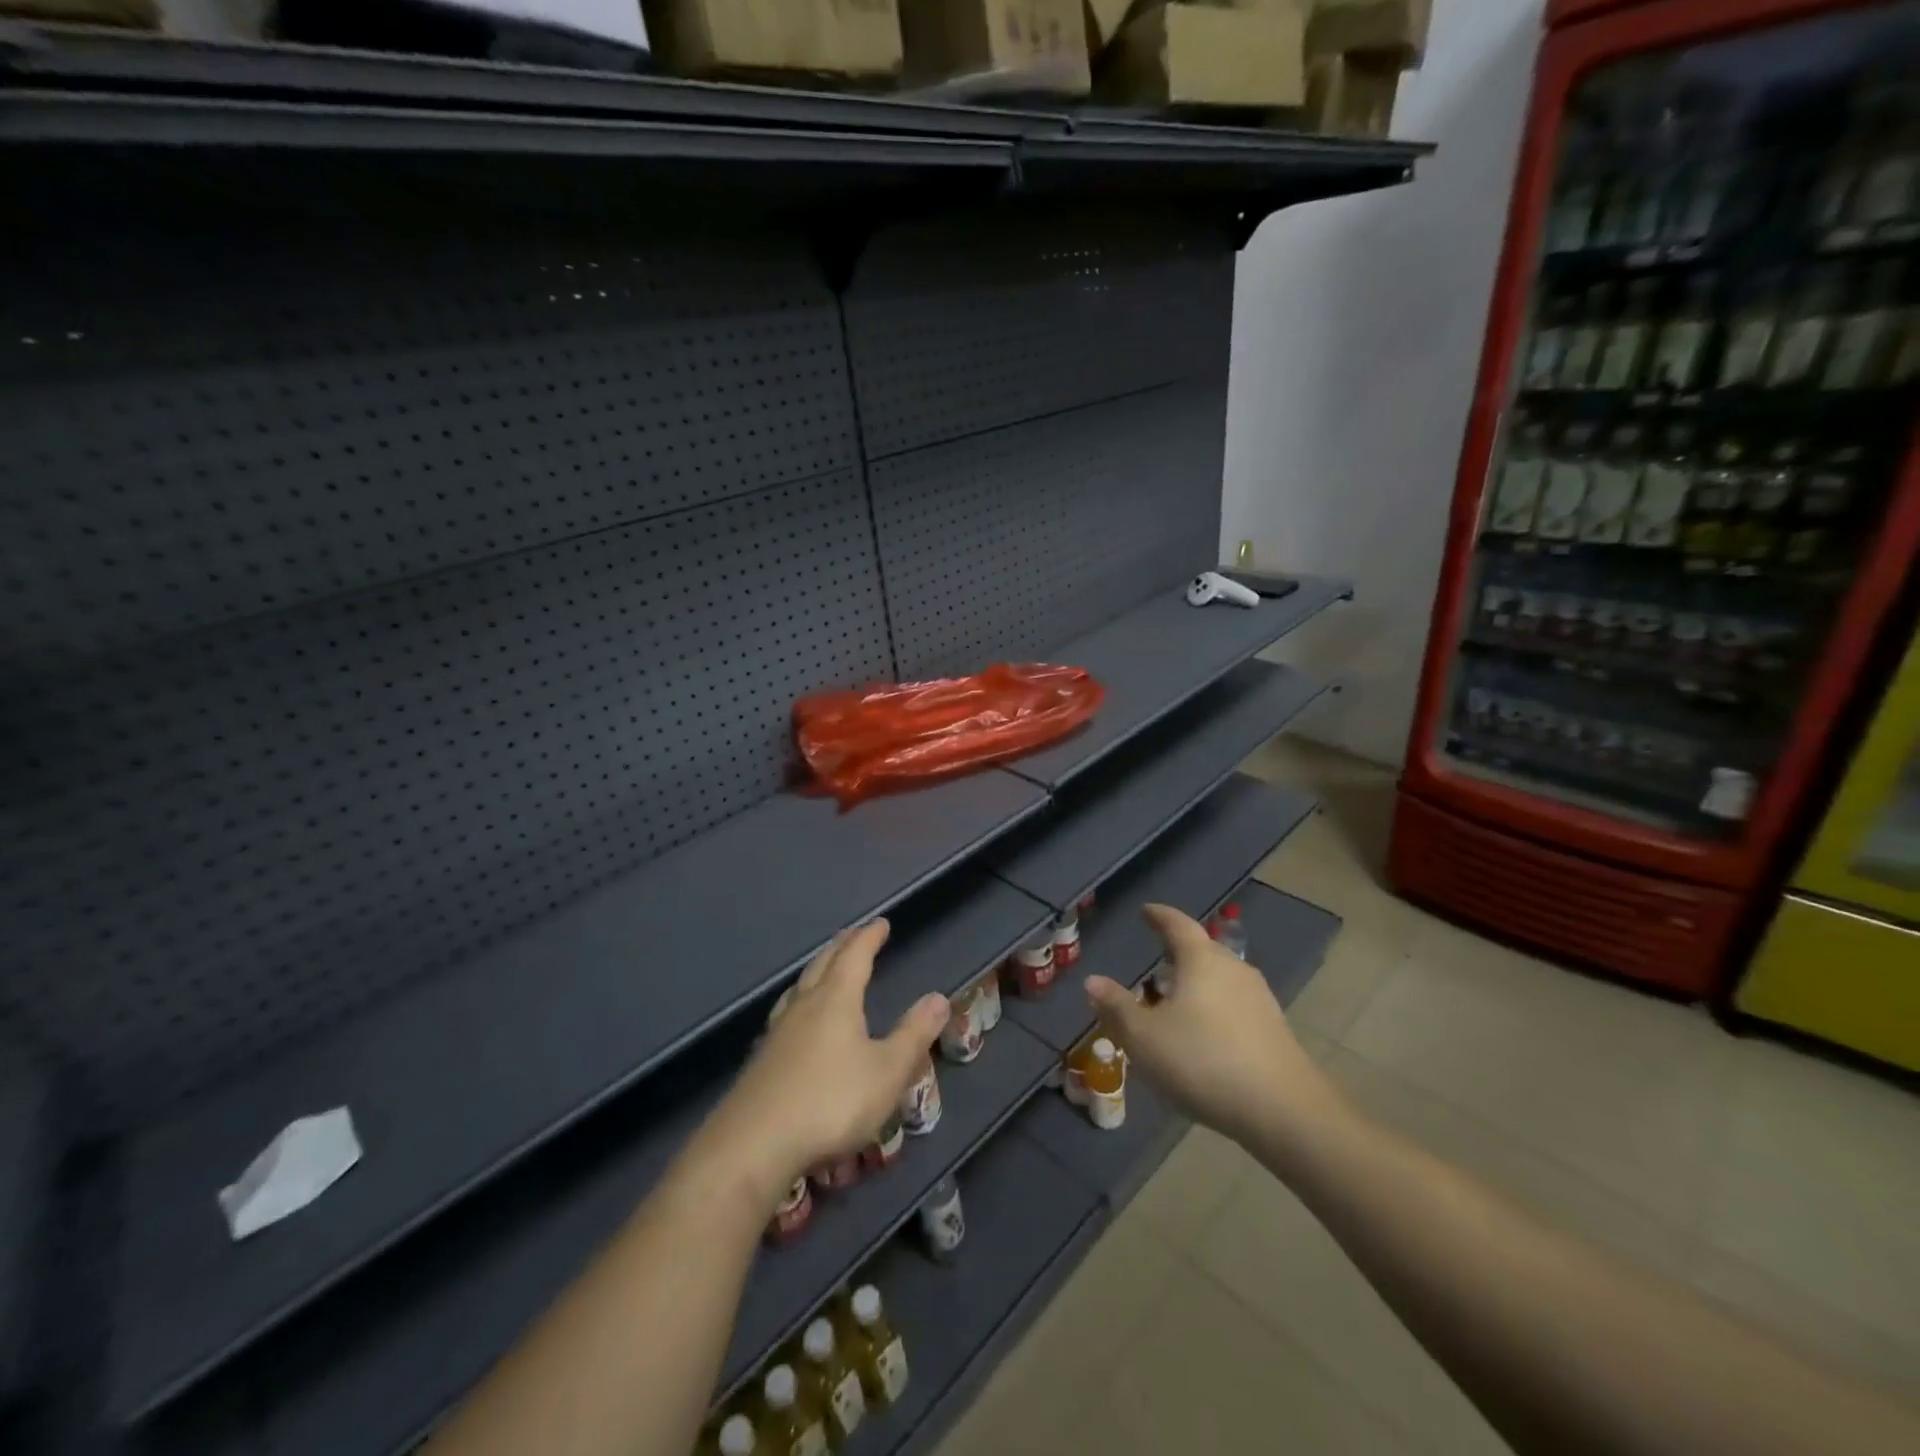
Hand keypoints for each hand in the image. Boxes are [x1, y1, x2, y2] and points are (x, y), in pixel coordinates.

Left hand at [701, 921, 948, 1200]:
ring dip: (817, 971)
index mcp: (836, 1000)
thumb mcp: (886, 1072)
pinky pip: (785, 1013)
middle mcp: (804, 1006)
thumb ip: (913, 1035)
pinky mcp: (761, 1060)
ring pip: (799, 987)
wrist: (754, 1145)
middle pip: (823, 964)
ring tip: (824, 968)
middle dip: (842, 947)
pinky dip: (799, 1001)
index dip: (869, 938)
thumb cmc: (830, 1103)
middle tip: (854, 935)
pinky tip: (795, 1021)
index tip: (880, 923)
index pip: (855, 956)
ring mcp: (777, 1032)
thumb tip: (938, 997)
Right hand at [1084, 904, 1344, 1148]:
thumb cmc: (1203, 1061)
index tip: (1146, 912)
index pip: (1177, 924)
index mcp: (1201, 960)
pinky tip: (1203, 1037)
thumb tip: (1093, 981)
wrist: (1284, 1110)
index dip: (1159, 916)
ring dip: (1195, 985)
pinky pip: (1234, 1005)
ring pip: (1219, 979)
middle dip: (1176, 955)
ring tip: (1174, 1004)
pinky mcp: (1274, 1029)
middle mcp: (1233, 968)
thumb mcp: (1144, 1037)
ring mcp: (1259, 998)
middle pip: (1201, 951)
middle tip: (1154, 965)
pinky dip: (1213, 1009)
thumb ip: (1116, 1007)